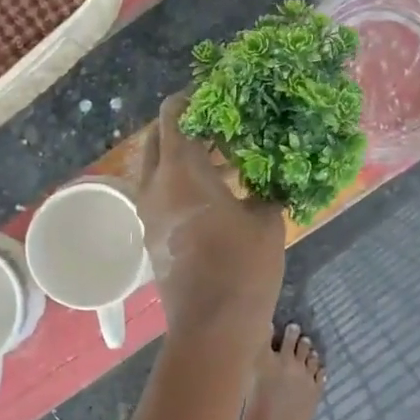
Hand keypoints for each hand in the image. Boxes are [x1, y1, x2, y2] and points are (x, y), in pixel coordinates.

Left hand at [138, 92, 285, 334]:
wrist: (212, 327)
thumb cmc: (242, 266)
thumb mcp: (267, 219)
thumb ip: (265, 187)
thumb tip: (271, 174)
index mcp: (179, 170)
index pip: (174, 114)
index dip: (194, 97)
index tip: (220, 93)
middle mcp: (154, 186)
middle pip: (160, 138)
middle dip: (188, 126)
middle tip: (224, 126)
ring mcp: (148, 213)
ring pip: (161, 169)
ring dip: (190, 158)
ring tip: (232, 160)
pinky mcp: (152, 236)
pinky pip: (164, 195)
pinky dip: (185, 185)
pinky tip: (221, 195)